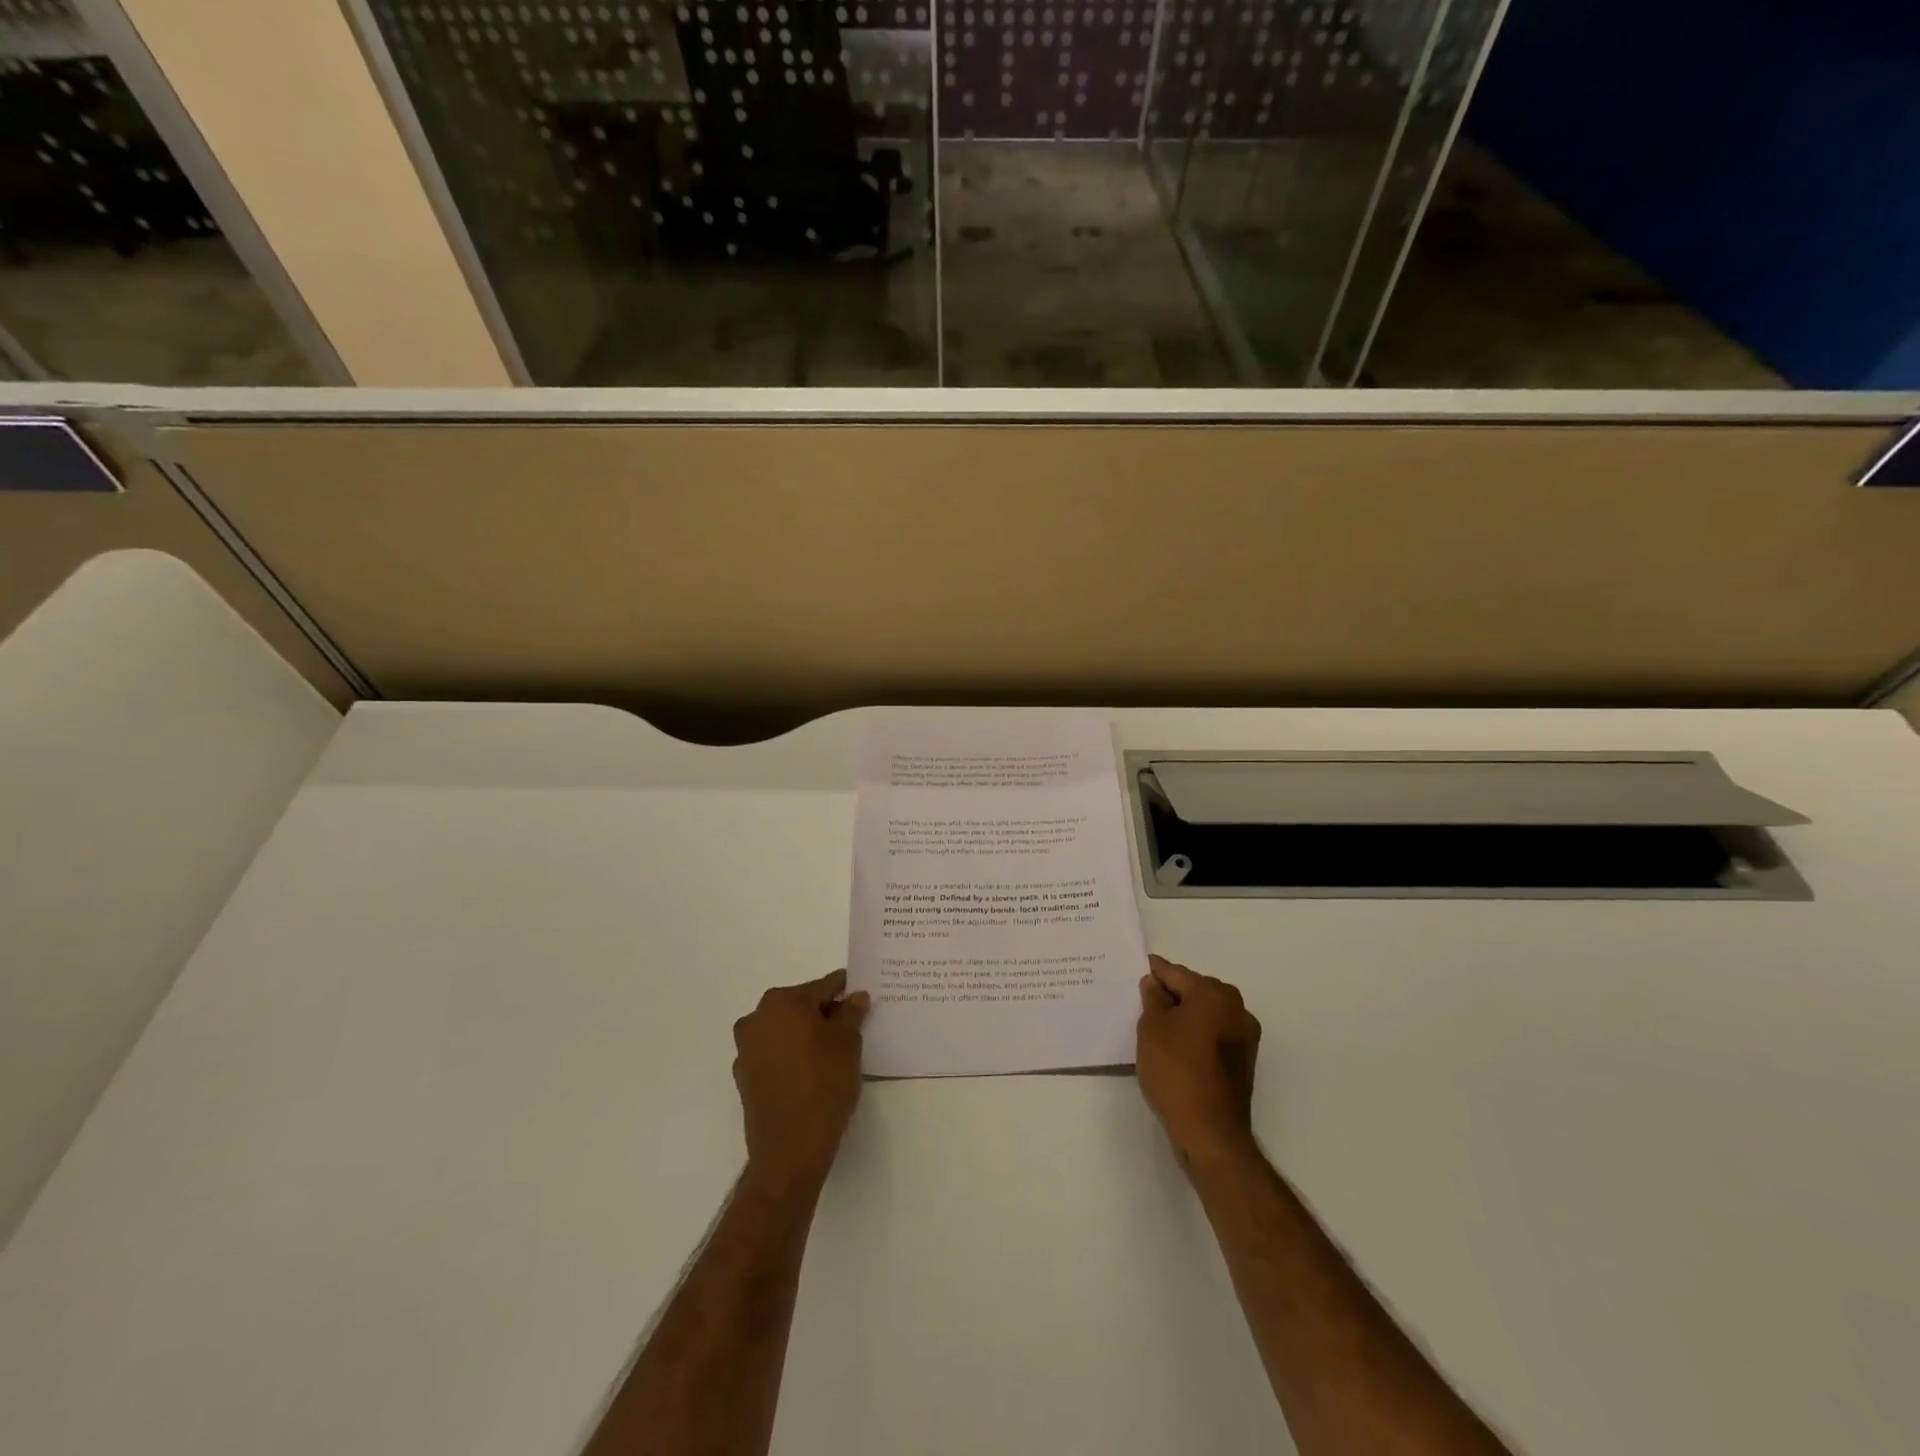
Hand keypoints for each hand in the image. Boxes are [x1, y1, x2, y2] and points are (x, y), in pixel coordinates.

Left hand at [733, 969, 869, 1197]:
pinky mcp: (744, 1077)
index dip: (844, 991)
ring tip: (832, 1053)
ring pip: (784, 1030)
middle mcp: (758, 1018)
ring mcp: (746, 1049)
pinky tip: (810, 1072)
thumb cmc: (824, 1084)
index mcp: (783, 1002)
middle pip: (800, 1006)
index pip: (822, 987)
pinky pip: (773, 1054)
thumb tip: (855, 997)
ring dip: (805, 1035)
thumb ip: (852, 1014)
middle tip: (850, 1027)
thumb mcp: (849, 1043)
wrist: (790, 1149)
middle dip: (824, 1013)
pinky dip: (791, 1056)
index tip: (860, 996)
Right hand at [1136, 956, 1260, 1170]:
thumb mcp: (1152, 1028)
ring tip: (1157, 1026)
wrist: (1210, 1132)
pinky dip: (1196, 1035)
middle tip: (1143, 1001)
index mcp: (1215, 994)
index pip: (1176, 973)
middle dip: (1171, 993)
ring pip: (1206, 1014)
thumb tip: (1155, 983)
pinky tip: (1176, 1047)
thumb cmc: (1176, 1070)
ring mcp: (1244, 1036)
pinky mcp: (1243, 1061)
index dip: (1154, 972)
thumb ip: (1153, 998)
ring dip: (1184, 1015)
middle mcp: (1236, 1008)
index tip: (1139, 969)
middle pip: (1195, 990)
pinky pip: (1214, 1035)